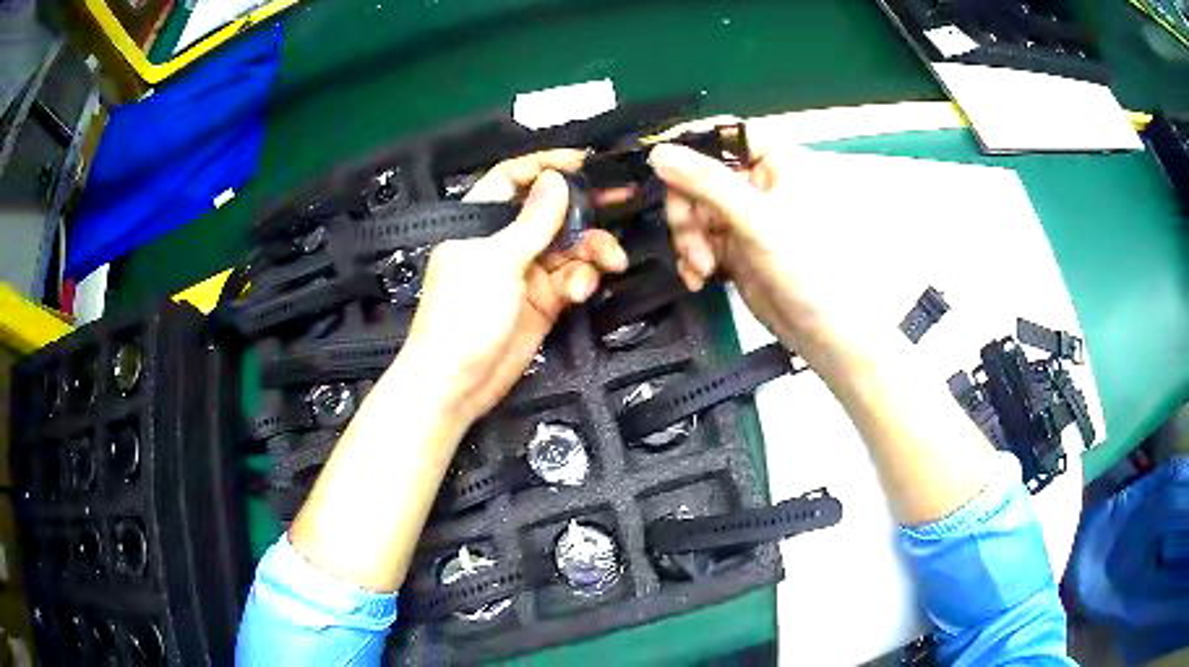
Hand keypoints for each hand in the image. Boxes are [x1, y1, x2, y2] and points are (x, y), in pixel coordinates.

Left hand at [391, 150, 627, 422]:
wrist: (456, 383)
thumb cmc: (461, 316)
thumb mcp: (497, 262)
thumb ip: (532, 221)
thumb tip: (555, 179)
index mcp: (480, 222)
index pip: (513, 178)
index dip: (545, 165)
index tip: (583, 161)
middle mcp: (504, 242)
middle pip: (551, 212)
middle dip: (585, 209)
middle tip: (621, 202)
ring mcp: (525, 272)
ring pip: (569, 247)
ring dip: (591, 251)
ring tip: (609, 260)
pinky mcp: (542, 301)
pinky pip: (571, 279)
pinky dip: (581, 281)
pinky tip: (581, 291)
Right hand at [649, 130, 889, 355]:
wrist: (823, 331)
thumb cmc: (805, 267)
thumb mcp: (756, 219)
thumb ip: (707, 183)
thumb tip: (658, 153)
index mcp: (776, 162)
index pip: (726, 133)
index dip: (693, 146)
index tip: (665, 167)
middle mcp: (758, 182)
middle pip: (700, 174)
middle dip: (687, 209)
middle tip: (690, 238)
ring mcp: (745, 216)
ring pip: (694, 209)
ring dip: (688, 239)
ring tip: (701, 268)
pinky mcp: (735, 246)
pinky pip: (699, 239)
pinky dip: (692, 257)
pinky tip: (699, 278)